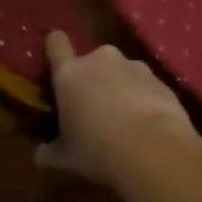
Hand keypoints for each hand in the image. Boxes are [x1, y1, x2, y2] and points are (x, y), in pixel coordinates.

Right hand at [35, 32, 201, 187]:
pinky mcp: (161, 79)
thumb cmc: (97, 149)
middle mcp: (101, 60)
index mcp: (70, 73)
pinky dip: (143, 98)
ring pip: (122, 72)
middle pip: (92, 61)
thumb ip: (50, 151)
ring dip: (120, 87)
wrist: (153, 149)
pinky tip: (146, 122)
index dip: (55, 44)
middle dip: (93, 78)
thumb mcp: (66, 157)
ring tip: (123, 117)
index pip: (57, 44)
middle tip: (93, 105)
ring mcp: (135, 66)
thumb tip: (40, 154)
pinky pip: (145, 86)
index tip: (54, 47)